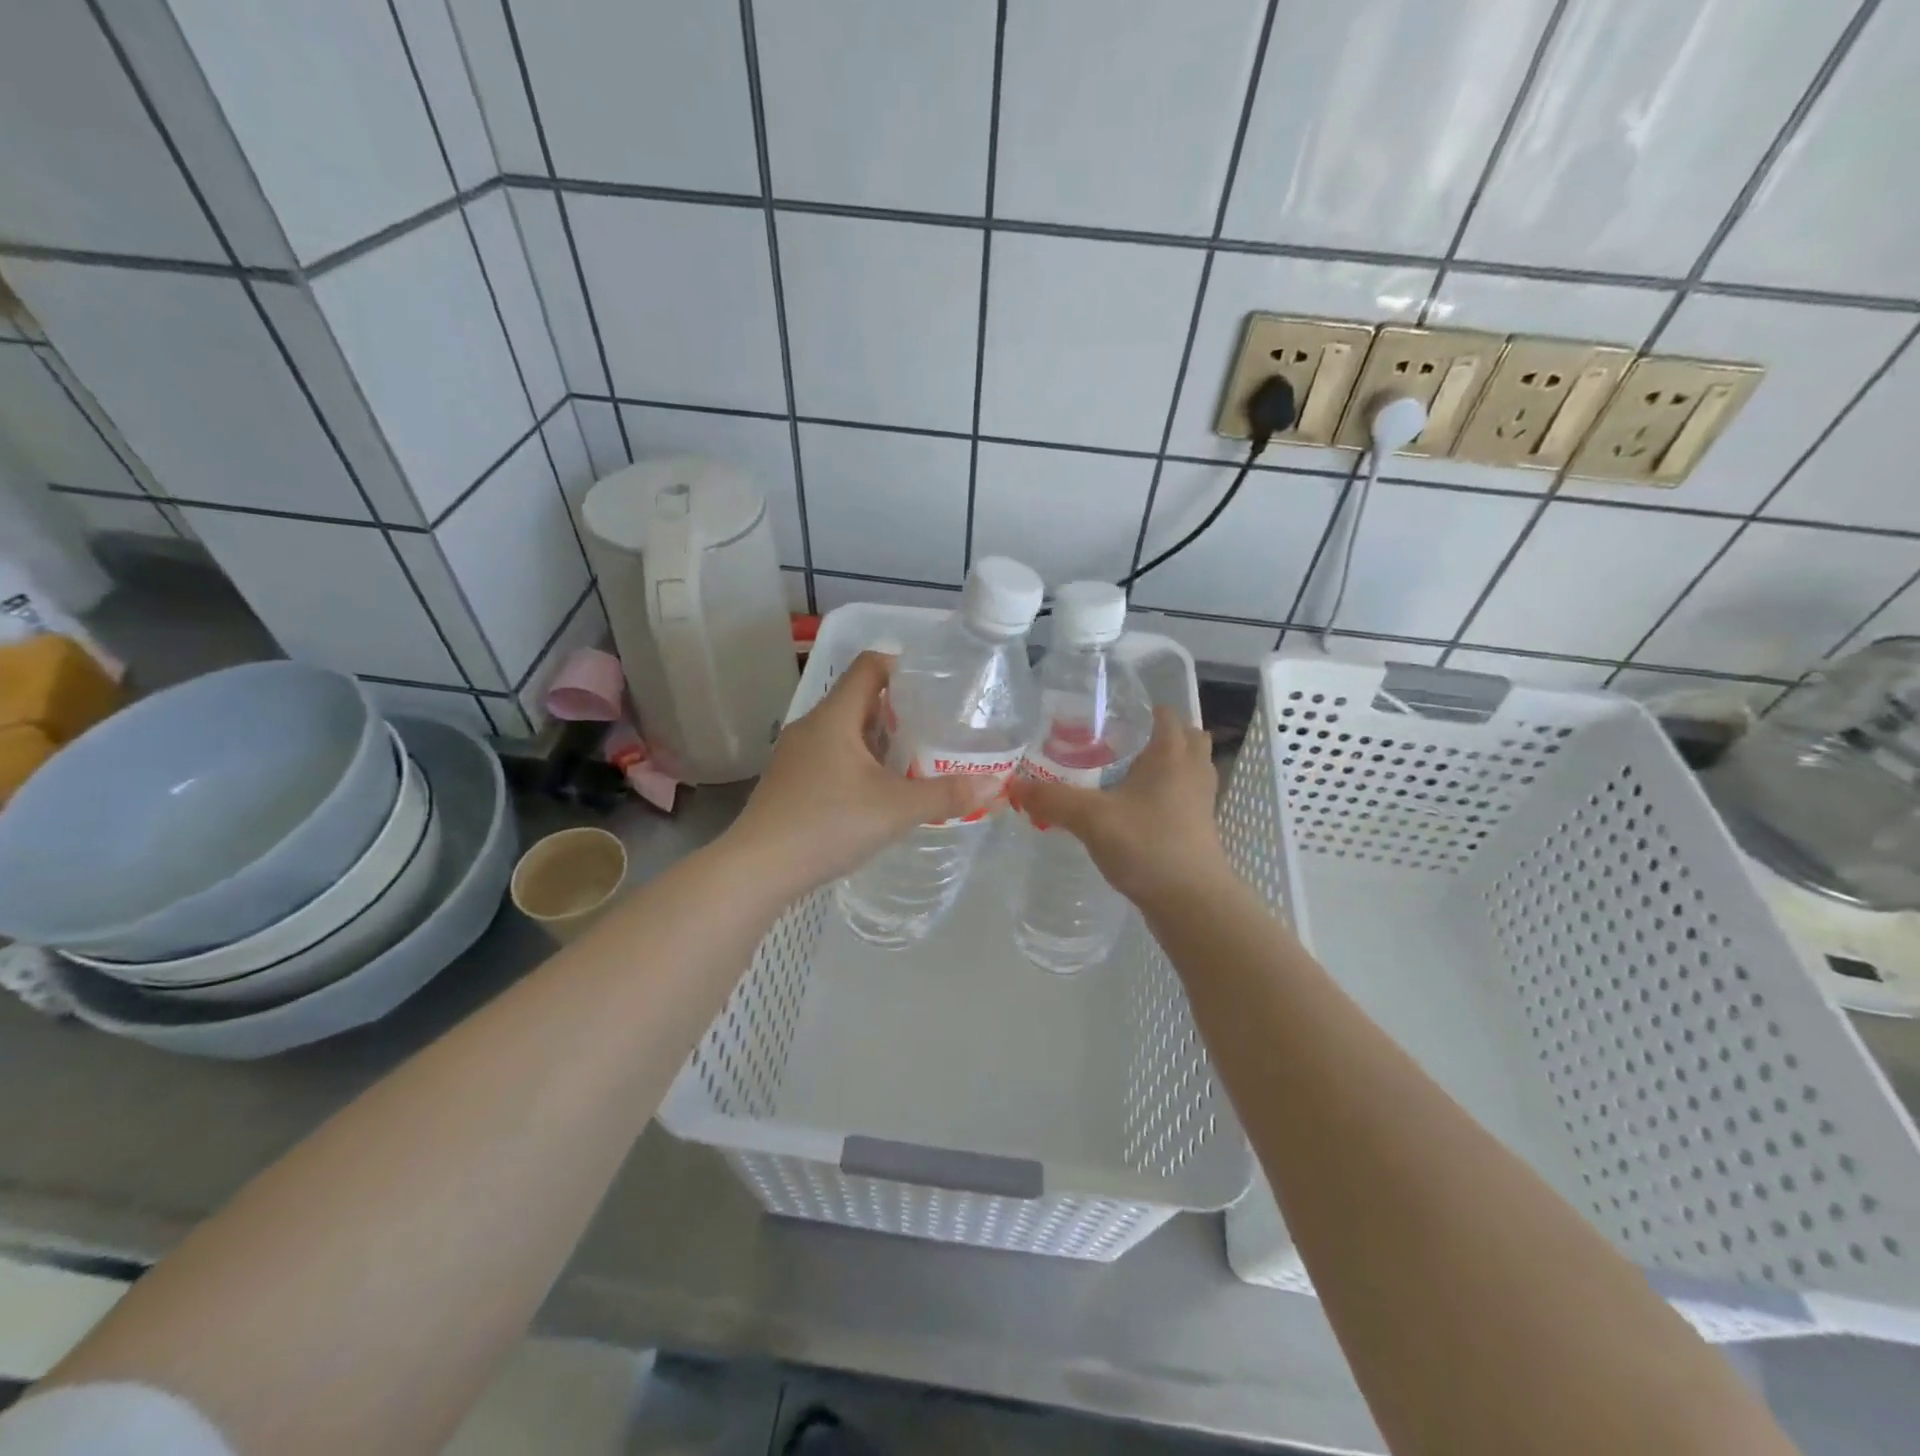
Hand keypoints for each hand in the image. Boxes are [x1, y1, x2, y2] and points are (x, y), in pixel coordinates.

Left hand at [726, 651, 998, 893]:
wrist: (758, 869)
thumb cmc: (828, 824)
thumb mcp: (896, 809)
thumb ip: (946, 795)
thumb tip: (995, 785)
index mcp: (835, 716)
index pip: (870, 666)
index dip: (903, 667)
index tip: (935, 688)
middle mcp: (812, 726)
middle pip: (860, 699)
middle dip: (900, 711)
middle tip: (936, 731)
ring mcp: (796, 755)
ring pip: (845, 732)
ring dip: (879, 741)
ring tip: (913, 762)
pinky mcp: (789, 782)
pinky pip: (831, 757)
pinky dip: (858, 764)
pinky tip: (876, 794)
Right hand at [1018, 705, 1228, 906]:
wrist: (1193, 903)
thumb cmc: (1148, 846)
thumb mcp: (1091, 819)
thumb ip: (1053, 799)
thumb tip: (1016, 785)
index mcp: (1172, 753)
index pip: (1164, 712)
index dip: (1138, 708)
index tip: (1105, 716)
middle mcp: (1192, 769)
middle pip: (1183, 736)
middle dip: (1154, 735)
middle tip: (1116, 743)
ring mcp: (1200, 800)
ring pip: (1185, 767)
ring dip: (1162, 764)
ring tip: (1123, 772)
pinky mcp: (1198, 827)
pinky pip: (1182, 796)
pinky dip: (1163, 793)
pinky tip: (1132, 809)